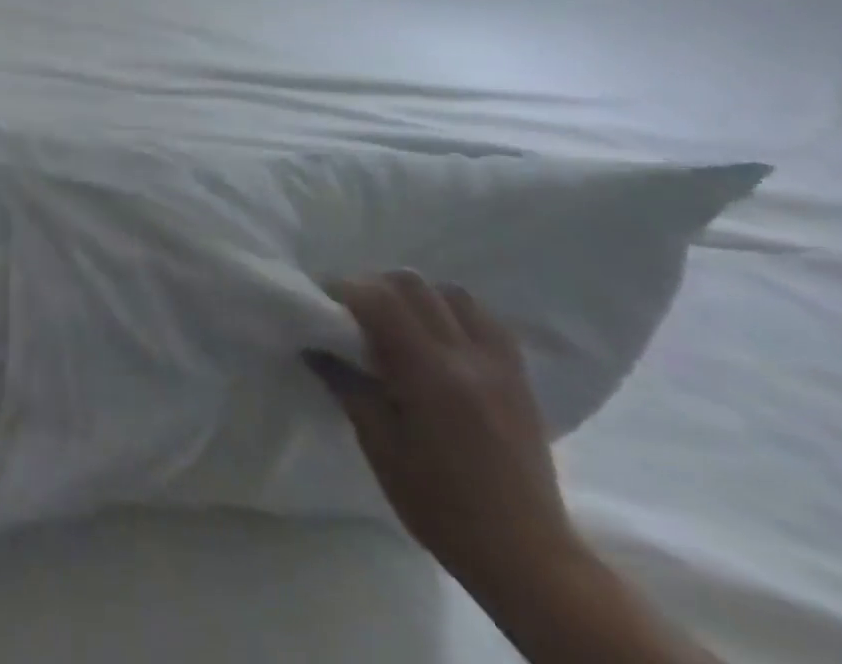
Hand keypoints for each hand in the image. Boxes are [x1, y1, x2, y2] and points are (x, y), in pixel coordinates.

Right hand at [308, 271, 584, 600]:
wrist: (527, 556)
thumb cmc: (441, 506)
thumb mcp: (380, 447)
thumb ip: (347, 386)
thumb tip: (314, 346)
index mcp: (429, 374)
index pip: (380, 299)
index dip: (346, 291)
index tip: (326, 304)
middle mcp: (466, 357)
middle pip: (413, 285)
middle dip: (377, 287)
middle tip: (358, 314)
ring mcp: (498, 364)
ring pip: (452, 293)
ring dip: (419, 297)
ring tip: (402, 323)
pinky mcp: (519, 377)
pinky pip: (486, 320)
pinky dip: (456, 314)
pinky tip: (442, 337)